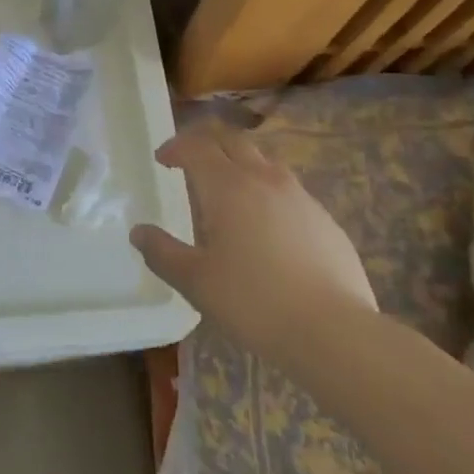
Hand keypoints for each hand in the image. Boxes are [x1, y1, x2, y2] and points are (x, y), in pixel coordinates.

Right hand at [131, 121, 375, 360]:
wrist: (334, 332)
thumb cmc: (254, 302)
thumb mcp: (196, 282)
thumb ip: (162, 253)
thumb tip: (139, 233)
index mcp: (228, 186)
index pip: (197, 146)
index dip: (176, 147)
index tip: (162, 160)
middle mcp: (264, 179)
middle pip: (232, 140)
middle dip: (207, 142)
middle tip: (191, 160)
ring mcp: (300, 196)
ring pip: (264, 161)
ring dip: (240, 163)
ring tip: (228, 189)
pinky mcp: (325, 219)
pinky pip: (289, 190)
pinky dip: (268, 191)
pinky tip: (267, 225)